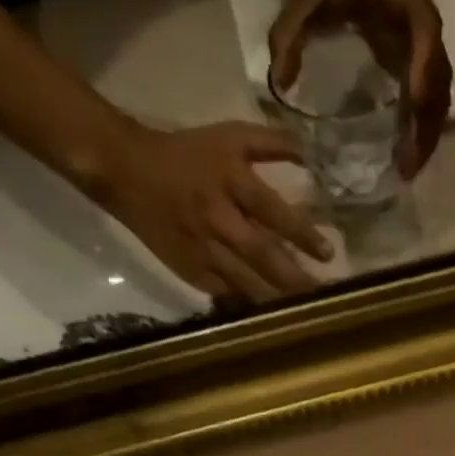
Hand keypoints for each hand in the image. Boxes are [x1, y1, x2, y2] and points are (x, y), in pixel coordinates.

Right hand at [91, 120, 331, 302]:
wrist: (127, 172)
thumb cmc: (186, 154)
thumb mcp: (228, 137)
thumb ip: (270, 142)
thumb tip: (310, 152)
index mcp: (229, 181)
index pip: (272, 211)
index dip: (301, 233)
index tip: (328, 254)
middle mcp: (219, 218)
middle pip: (262, 254)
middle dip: (294, 278)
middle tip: (323, 296)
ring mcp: (206, 250)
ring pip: (247, 282)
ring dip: (276, 299)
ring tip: (305, 314)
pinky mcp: (194, 273)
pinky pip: (228, 295)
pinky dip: (251, 306)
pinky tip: (274, 319)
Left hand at [270, 0, 452, 176]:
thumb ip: (289, 34)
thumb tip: (280, 83)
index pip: (425, 32)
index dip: (424, 68)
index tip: (415, 105)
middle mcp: (423, 24)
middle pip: (439, 77)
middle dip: (426, 123)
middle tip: (408, 165)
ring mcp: (425, 47)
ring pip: (438, 96)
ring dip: (426, 134)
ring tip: (406, 169)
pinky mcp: (418, 64)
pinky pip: (428, 100)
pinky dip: (420, 128)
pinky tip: (405, 152)